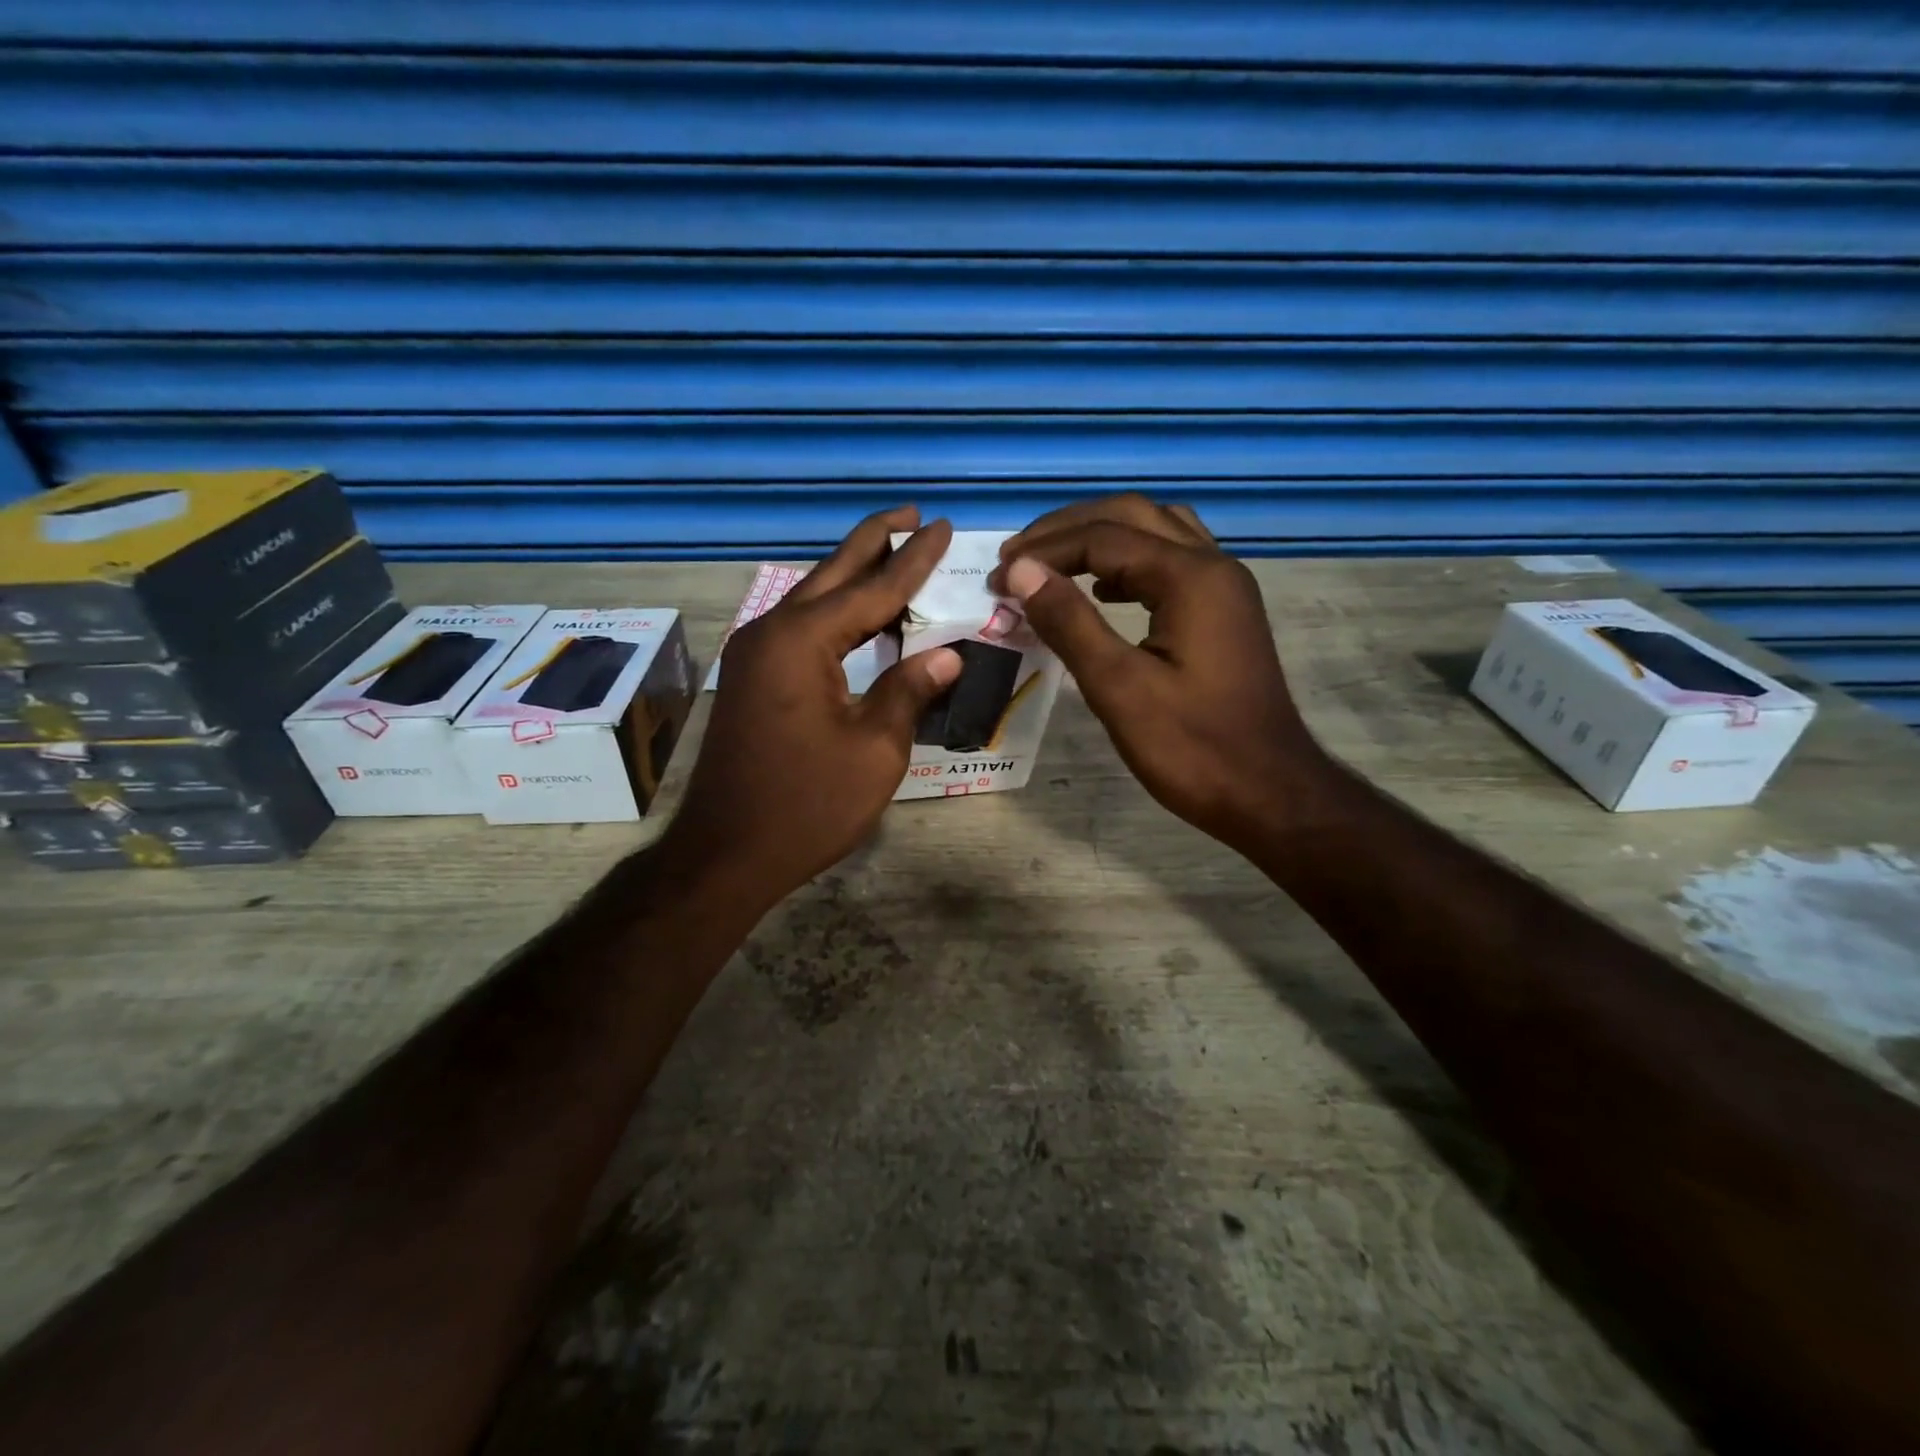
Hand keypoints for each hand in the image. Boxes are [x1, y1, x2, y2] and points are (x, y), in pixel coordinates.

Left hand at [662, 507, 961, 910]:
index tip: (943, 528)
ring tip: (894, 554)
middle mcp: (771, 633)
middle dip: (875, 543)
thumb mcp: (874, 750)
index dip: (915, 561)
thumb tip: (947, 654)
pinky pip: (802, 629)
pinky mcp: (752, 680)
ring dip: (854, 577)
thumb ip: (909, 691)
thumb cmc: (807, 805)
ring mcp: (755, 656)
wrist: (727, 854)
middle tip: (913, 517)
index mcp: (801, 641)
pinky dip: (836, 615)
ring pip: (814, 600)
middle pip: (832, 575)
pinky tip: (860, 617)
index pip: (873, 589)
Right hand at [991, 495, 1325, 852]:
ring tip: (1052, 565)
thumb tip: (1021, 571)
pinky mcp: (1224, 613)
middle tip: (1017, 557)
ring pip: (1156, 531)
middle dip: (1067, 529)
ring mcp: (1224, 588)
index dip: (1042, 553)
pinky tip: (1103, 593)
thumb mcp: (1119, 688)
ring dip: (1101, 538)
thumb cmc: (1192, 747)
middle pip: (1131, 516)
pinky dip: (1129, 564)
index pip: (1101, 538)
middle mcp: (1213, 566)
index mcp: (1190, 577)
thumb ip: (1069, 622)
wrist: (1269, 793)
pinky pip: (1172, 562)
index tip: (996, 580)